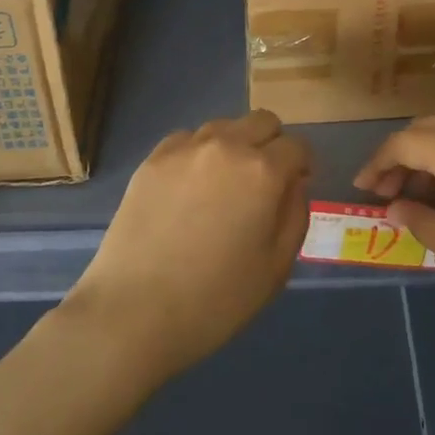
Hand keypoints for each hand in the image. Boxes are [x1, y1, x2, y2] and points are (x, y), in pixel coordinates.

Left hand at [67, 110, 311, 380]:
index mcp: (263, 171)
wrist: (133, 313)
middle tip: (263, 182)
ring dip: (234, 145)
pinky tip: (188, 189)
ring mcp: (185, 149)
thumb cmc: (215, 300)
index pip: (297, 146)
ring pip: (224, 126)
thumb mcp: (276, 268)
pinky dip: (198, 155)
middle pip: (262, 121)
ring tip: (222, 185)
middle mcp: (227, 146)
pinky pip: (187, 140)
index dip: (302, 166)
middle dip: (272, 144)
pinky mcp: (152, 159)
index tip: (294, 187)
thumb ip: (295, 215)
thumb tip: (294, 183)